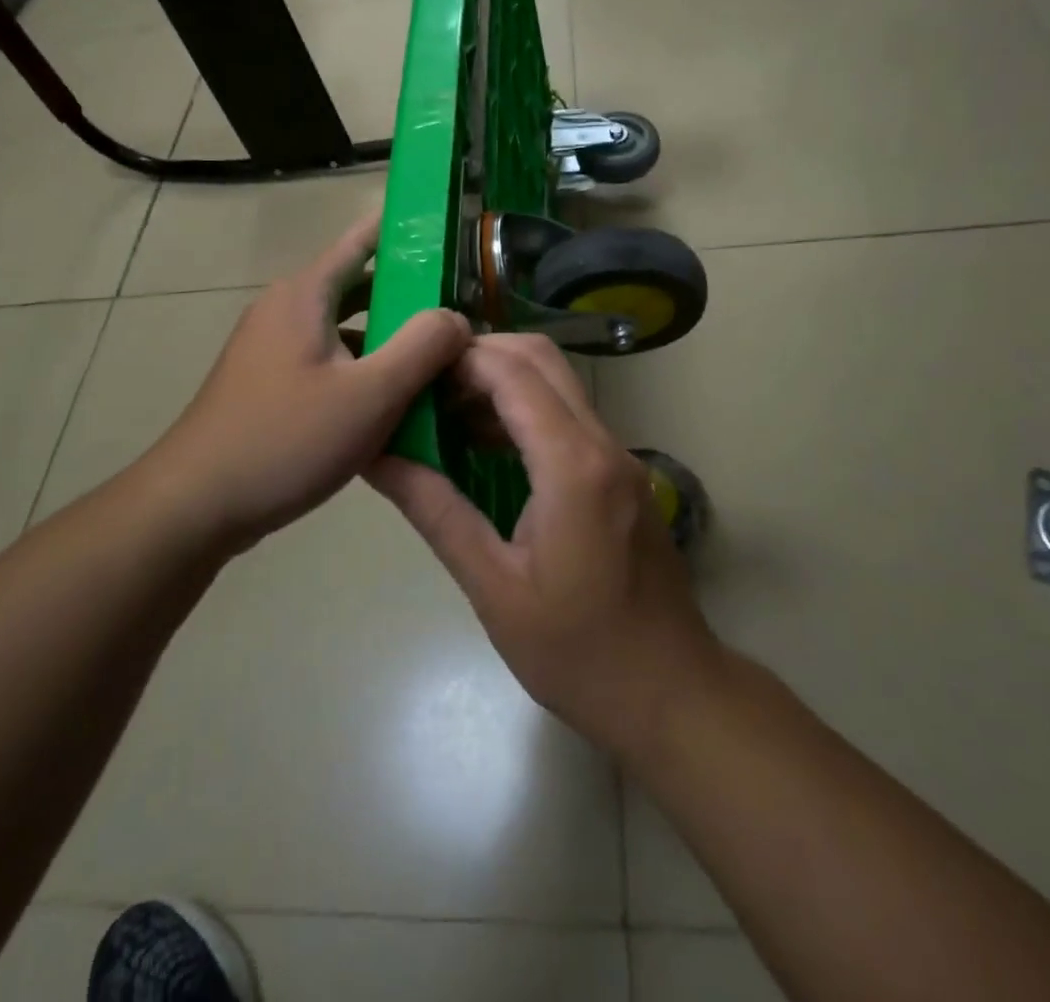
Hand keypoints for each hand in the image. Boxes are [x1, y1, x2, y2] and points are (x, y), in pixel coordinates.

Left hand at [151, 212, 470, 552]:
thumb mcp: (370, 394)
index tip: (451, 231)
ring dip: (389, 337)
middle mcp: (286, 310)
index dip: (406, 231)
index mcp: (305, 294)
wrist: (195, 505)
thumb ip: (423, 347)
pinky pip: (329, 360)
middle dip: (410, 294)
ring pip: (346, 328)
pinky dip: (364, 368)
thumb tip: (457, 317)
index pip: (363, 239)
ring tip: (440, 352)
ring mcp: (273, 348)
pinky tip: (395, 399)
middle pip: (359, 286)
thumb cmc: (286, 439)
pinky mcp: (270, 384)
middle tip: (463, 306)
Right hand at [369, 334, 721, 756]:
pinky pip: (571, 417)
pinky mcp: (623, 474)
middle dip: (482, 356)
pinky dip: (528, 410)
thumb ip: (436, 512)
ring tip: (447, 412)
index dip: (461, 359)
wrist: (670, 693)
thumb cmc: (577, 652)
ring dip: (505, 381)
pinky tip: (488, 447)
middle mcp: (604, 444)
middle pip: (543, 360)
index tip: (413, 370)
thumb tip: (379, 458)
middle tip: (428, 384)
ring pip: (560, 384)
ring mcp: (620, 456)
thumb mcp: (493, 587)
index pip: (514, 374)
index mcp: (573, 467)